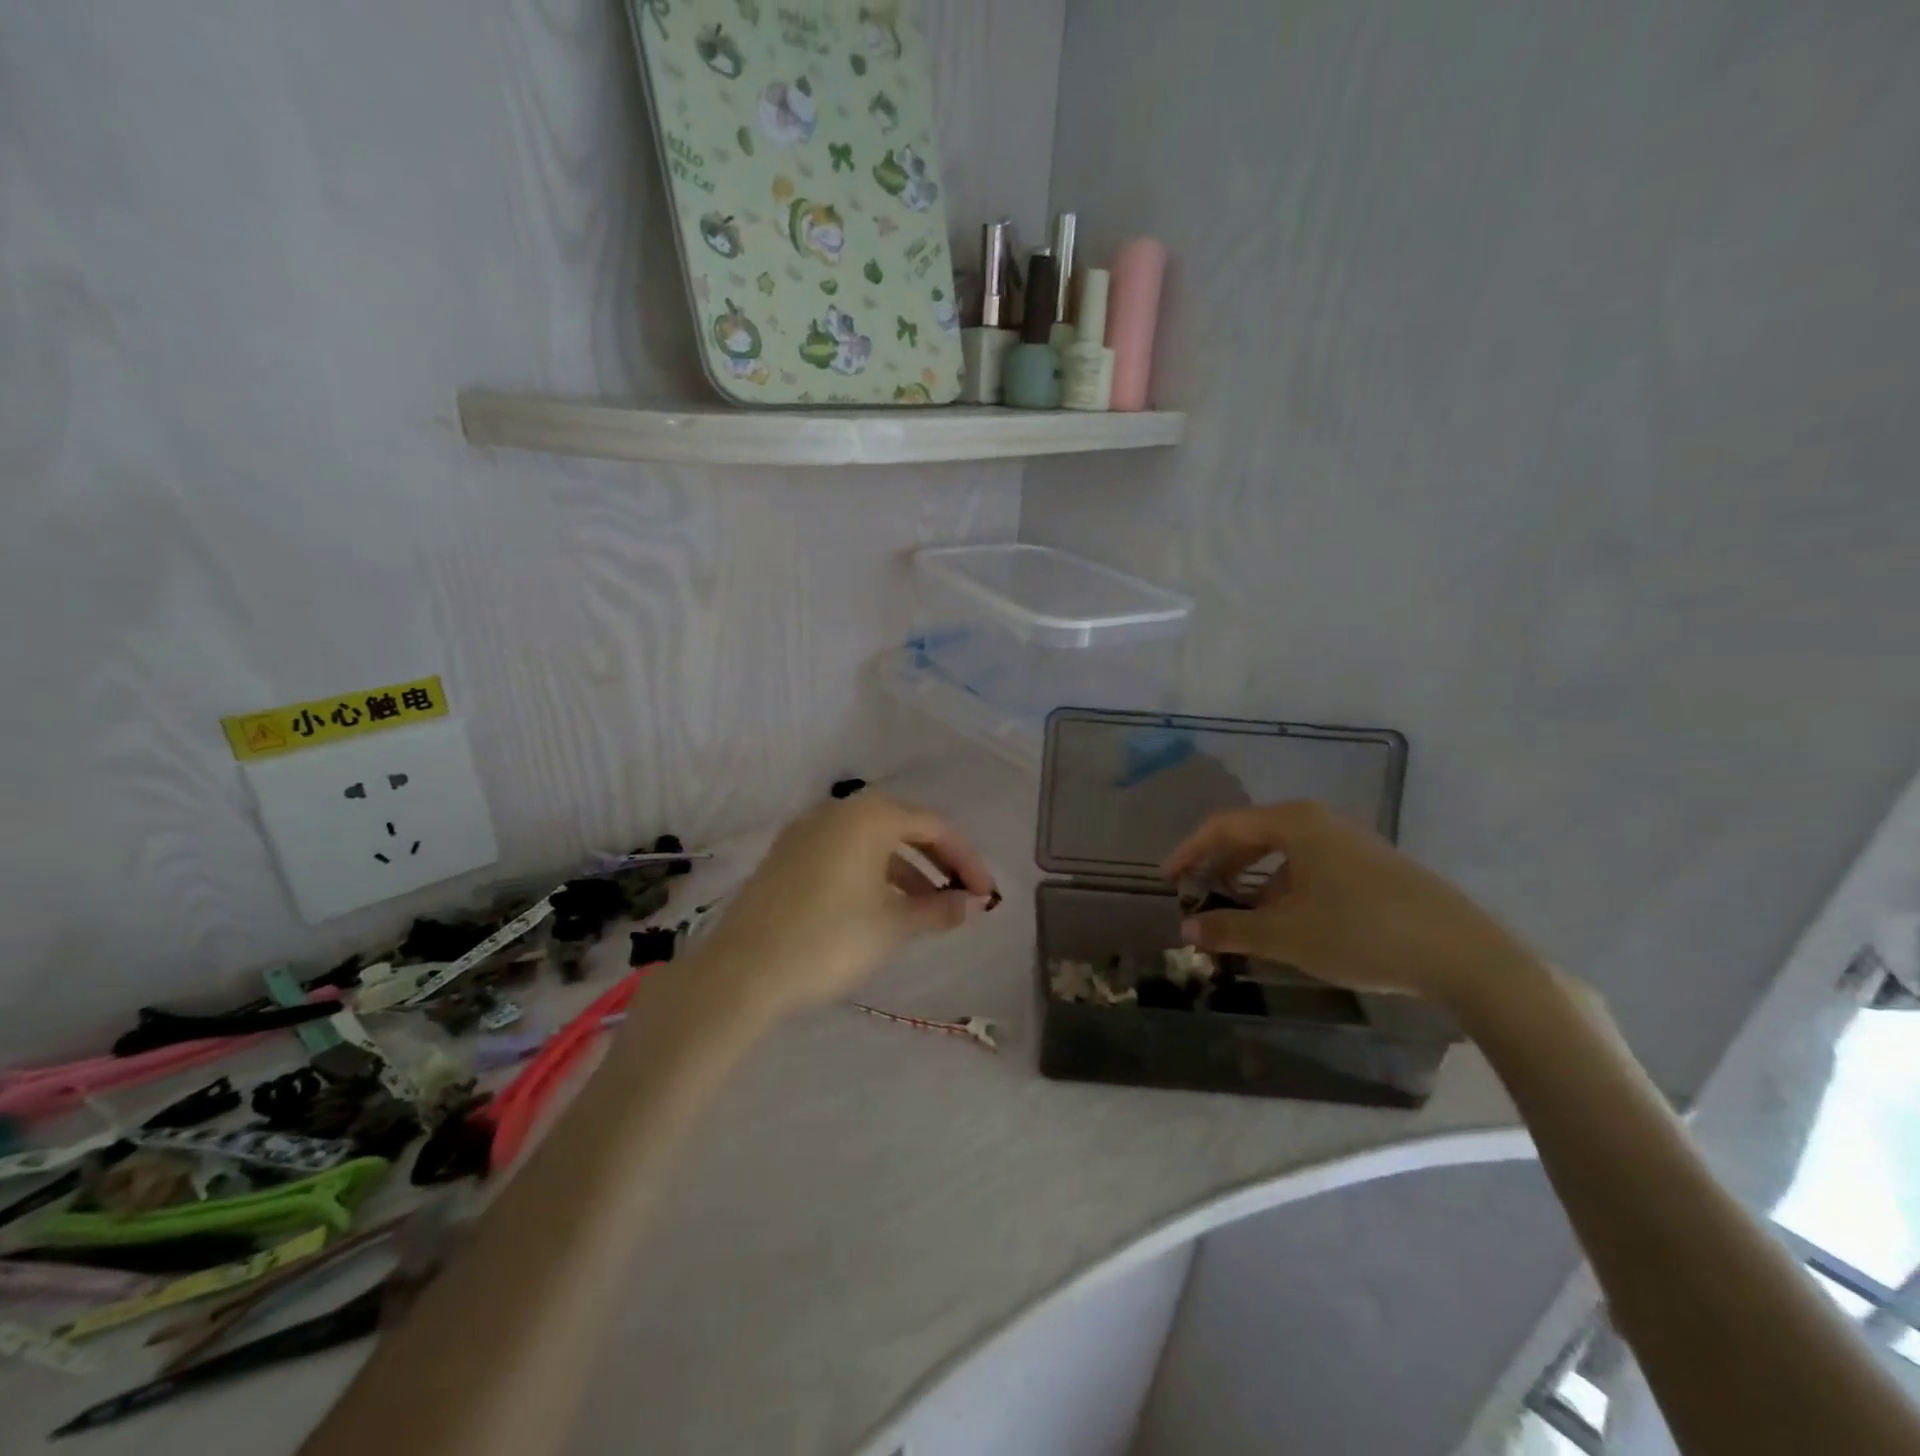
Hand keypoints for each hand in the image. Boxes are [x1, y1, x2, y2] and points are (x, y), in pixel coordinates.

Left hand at [694, 792, 996, 1017]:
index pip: (934, 826)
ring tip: (926, 909)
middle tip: (961, 896)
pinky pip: (842, 853)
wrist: (741, 972)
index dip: (966, 859)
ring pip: (870, 842)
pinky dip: (870, 874)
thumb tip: (970, 904)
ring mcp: (805, 832)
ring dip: (905, 870)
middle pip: (902, 826)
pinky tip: (879, 907)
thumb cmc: (830, 939)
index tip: (986, 894)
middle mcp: (837, 811)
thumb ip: (938, 908)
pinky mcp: (785, 857)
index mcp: (869, 815)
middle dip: (937, 861)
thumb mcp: (893, 925)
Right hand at [1160, 802, 1536, 1003]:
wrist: (1463, 954)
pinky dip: (1285, 887)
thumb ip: (1230, 929)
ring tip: (1239, 914)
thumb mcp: (1286, 935)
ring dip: (1253, 879)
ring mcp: (1349, 841)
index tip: (1167, 879)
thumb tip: (1186, 931)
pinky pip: (1310, 865)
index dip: (1189, 851)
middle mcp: (1319, 822)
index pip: (1223, 827)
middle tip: (1196, 893)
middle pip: (1252, 835)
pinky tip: (1288, 921)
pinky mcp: (1372, 865)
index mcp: (1294, 823)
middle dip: (1219, 864)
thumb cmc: (1362, 933)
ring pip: (1283, 852)